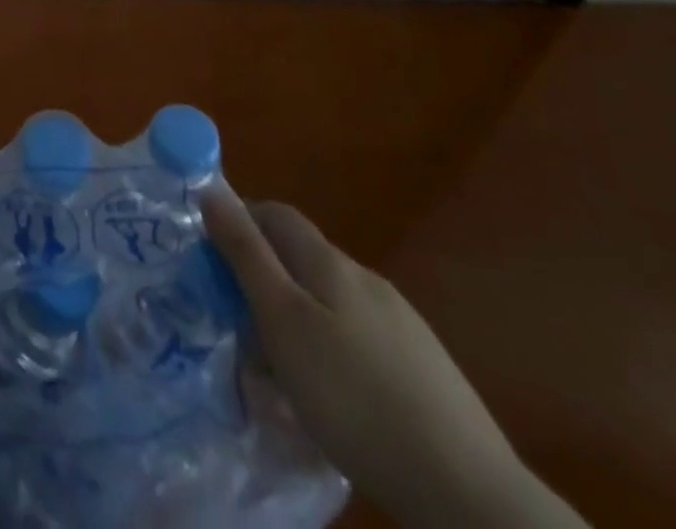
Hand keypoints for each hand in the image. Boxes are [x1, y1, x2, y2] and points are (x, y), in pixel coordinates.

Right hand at [202, 188, 585, 528]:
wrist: (465, 486)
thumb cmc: (352, 394)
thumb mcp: (282, 320)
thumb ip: (245, 253)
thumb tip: (210, 189)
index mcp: (328, 261)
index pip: (274, 212)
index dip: (239, 220)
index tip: (210, 256)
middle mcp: (364, 277)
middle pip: (300, 256)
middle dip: (262, 277)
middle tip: (236, 323)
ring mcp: (399, 321)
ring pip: (328, 300)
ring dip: (295, 317)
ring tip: (277, 368)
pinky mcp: (421, 365)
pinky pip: (357, 338)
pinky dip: (330, 349)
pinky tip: (331, 393)